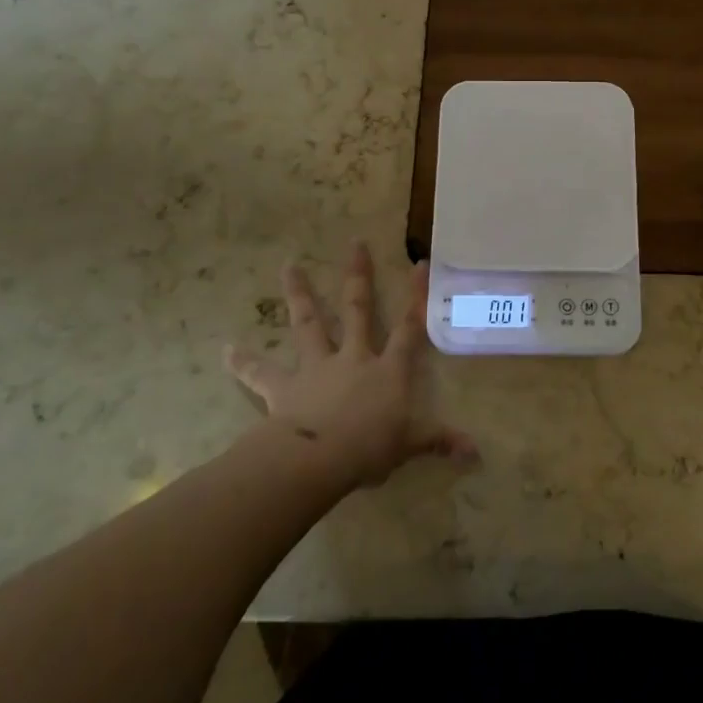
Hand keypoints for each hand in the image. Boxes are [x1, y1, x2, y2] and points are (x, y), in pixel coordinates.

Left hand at [228, 242, 477, 486]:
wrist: (318, 458)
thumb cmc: (370, 448)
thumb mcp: (411, 445)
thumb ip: (439, 442)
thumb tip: (476, 454)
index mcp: (387, 370)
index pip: (409, 328)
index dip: (416, 296)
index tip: (418, 263)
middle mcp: (353, 357)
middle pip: (357, 309)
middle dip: (358, 276)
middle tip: (354, 243)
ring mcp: (317, 368)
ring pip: (308, 324)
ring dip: (298, 295)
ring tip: (288, 265)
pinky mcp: (284, 387)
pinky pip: (261, 373)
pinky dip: (243, 363)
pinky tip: (226, 350)